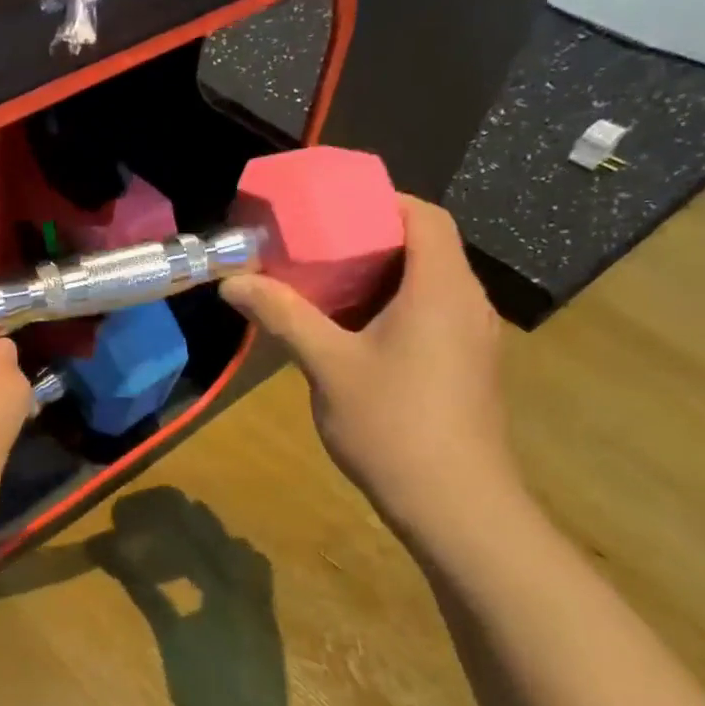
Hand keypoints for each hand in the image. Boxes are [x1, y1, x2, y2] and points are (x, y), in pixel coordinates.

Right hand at [219, 195, 516, 532]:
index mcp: (440, 288)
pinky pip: (430, 315)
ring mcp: (471, 338)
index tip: (331, 208)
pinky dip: (392, 307)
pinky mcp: (466, 367)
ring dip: (379, 277)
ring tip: (323, 285)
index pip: (425, 216)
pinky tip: (351, 334)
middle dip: (370, 239)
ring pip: (428, 284)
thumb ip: (282, 316)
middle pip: (426, 247)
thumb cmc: (391, 423)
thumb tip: (233, 282)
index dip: (382, 202)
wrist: (454, 504)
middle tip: (313, 246)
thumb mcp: (327, 365)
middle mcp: (466, 302)